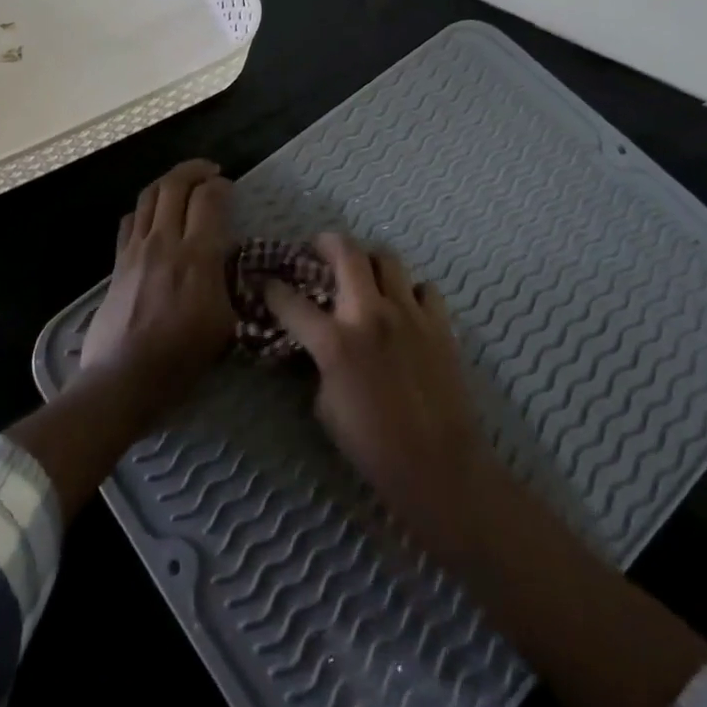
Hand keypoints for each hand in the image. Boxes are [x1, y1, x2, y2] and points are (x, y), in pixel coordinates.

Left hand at [78, 159, 236, 424]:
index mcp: (197, 257)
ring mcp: (136, 249)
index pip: (208, 199)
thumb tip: (228, 259)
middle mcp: (164, 242)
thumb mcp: (224, 324)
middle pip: (175, 185)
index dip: (221, 186)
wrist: (123, 380)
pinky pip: (131, 219)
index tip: (230, 188)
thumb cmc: (180, 358)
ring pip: (149, 195)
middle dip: (195, 170)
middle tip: (210, 172)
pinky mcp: (118, 262)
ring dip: (169, 181)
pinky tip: (154, 216)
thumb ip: (227, 282)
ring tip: (184, 184)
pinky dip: (146, 207)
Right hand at [264, 234, 503, 564]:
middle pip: (347, 253)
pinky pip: (423, 288)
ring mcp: (409, 313)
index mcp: (335, 341)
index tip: (267, 283)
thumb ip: (320, 366)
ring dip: (369, 261)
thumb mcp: (326, 408)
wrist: (439, 464)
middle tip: (319, 247)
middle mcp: (370, 314)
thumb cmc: (374, 446)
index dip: (273, 290)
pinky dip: (410, 291)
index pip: (292, 302)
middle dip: (327, 242)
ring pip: (387, 259)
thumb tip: (319, 347)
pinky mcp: (439, 323)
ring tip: (364, 272)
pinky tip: (405, 307)